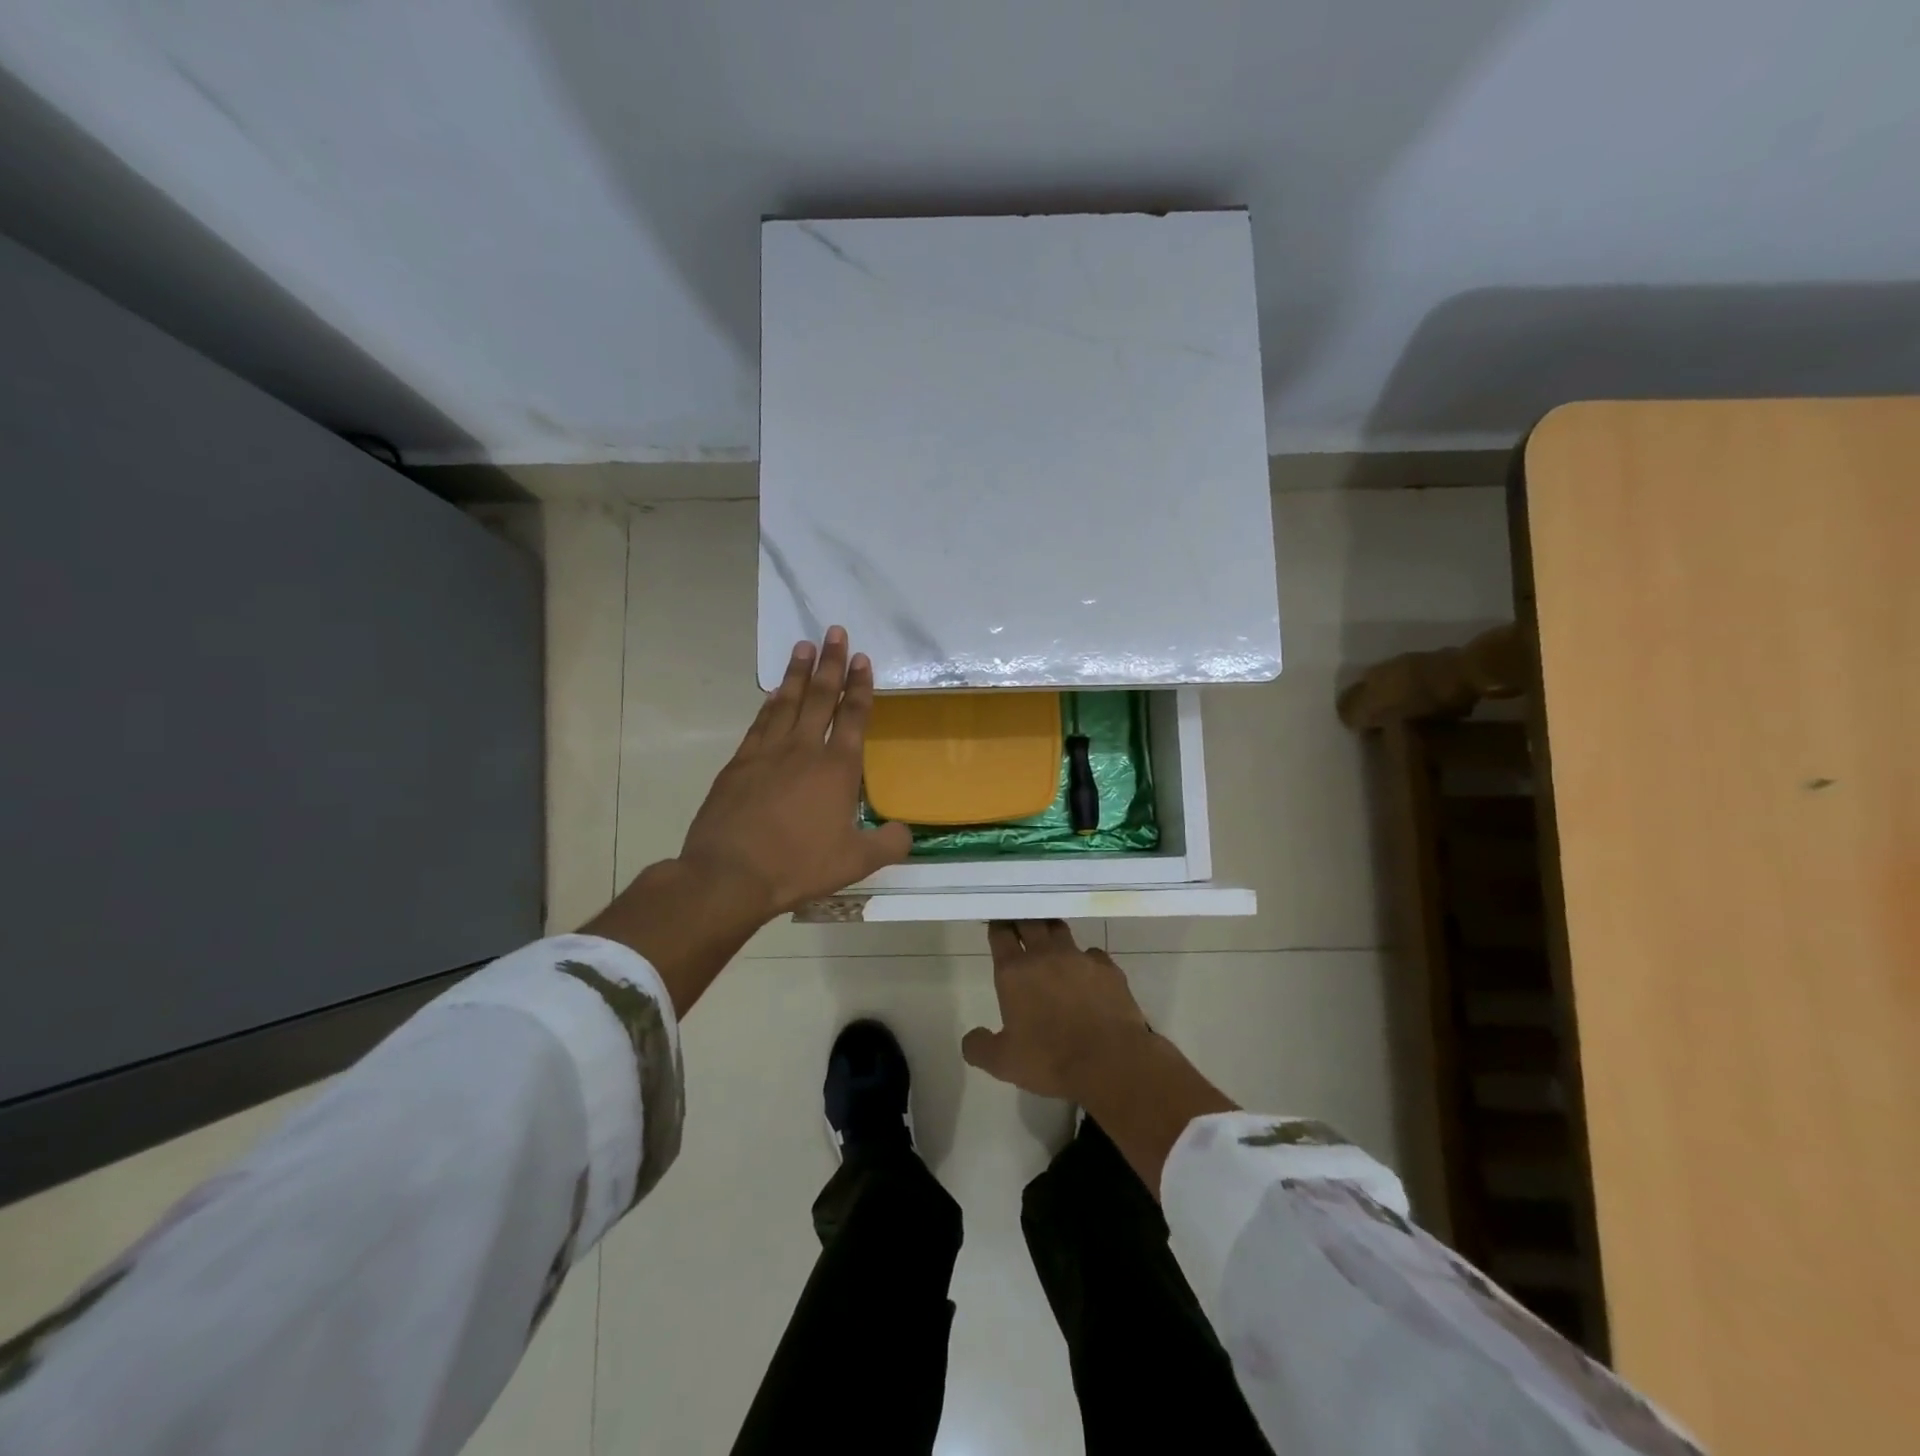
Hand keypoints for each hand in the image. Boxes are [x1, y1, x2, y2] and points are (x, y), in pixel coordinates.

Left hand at [679, 627, 911, 917]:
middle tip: (835, 631)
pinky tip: (774, 692)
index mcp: (837, 768)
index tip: (863, 659)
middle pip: (821, 697)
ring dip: (798, 673)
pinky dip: (770, 703)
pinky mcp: (739, 764)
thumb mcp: (855, 862)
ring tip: (804, 646)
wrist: (730, 874)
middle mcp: (804, 750)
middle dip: (831, 663)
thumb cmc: (799, 865)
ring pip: (787, 702)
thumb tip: (907, 832)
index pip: (853, 716)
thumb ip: (888, 844)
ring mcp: (767, 753)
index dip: (860, 686)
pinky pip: (760, 722)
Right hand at [962, 920, 1236, 1193]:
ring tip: (1049, 940)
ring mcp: (1079, 957)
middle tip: (1019, 922)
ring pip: (1060, 930)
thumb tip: (971, 1038)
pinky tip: (1086, 974)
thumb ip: (979, 1047)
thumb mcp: (1003, 1062)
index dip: (997, 925)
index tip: (996, 922)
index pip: (1001, 934)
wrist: (1110, 1063)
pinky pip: (1092, 954)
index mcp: (1014, 971)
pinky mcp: (1108, 968)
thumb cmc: (1050, 1060)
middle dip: (1022, 919)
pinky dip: (1085, 959)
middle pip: (1030, 921)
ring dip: (1051, 931)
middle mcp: (1045, 955)